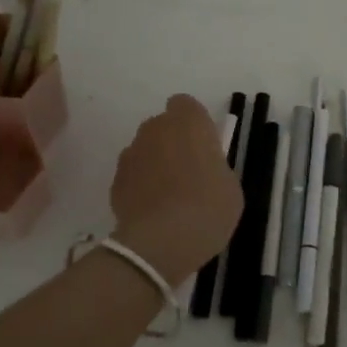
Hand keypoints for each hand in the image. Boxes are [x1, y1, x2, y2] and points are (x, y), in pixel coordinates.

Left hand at [110, 95, 242, 286]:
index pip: (185, 105)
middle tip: (187, 172)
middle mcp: (156, 128)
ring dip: (153, 163)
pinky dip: (139, 186)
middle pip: (162, 126)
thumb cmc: (209, 207)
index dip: (193, 123)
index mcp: (189, 121)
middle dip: (171, 142)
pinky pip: (132, 175)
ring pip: (144, 150)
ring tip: (166, 196)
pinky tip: (151, 211)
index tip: (202, 146)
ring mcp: (132, 153)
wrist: (163, 242)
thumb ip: (214, 166)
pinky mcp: (116, 180)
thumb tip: (205, 170)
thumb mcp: (230, 185)